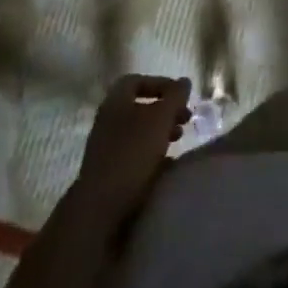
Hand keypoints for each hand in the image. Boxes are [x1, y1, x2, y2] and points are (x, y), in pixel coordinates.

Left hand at [70, 74, 191, 232]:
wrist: (102, 206)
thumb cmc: (133, 152)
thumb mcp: (160, 118)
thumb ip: (175, 97)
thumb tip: (185, 81)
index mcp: (115, 102)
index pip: (136, 80)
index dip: (160, 83)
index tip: (180, 95)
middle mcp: (108, 121)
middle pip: (140, 107)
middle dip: (166, 110)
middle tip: (186, 118)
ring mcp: (107, 147)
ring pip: (139, 131)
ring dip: (162, 132)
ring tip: (180, 140)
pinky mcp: (111, 171)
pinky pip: (136, 154)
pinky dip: (154, 154)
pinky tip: (168, 163)